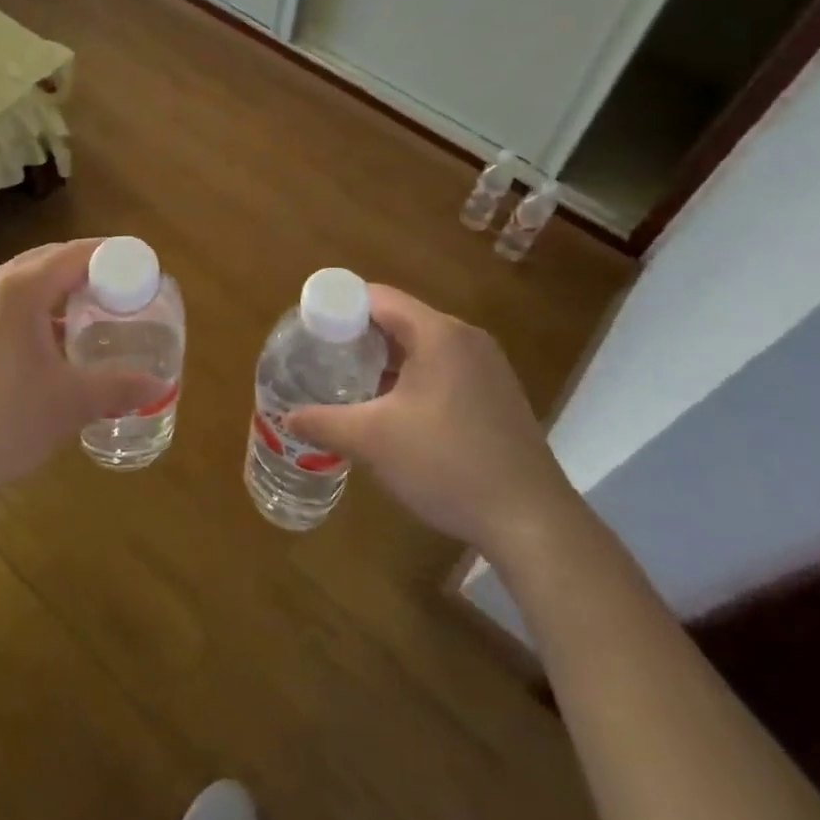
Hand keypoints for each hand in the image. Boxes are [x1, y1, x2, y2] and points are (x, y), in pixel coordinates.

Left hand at [0, 240, 168, 509]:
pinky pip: (4, 306)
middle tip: (123, 294)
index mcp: (20, 287)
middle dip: (89, 272)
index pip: (77, 253)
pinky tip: (47, 349)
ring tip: (90, 321)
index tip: (144, 269)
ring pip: (24, 284)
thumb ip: (118, 388)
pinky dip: (35, 313)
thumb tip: (160, 385)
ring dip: (59, 294)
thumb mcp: (68, 404)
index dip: (115, 256)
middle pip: (50, 261)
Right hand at [282, 285, 578, 556]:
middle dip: (360, 337)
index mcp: (438, 333)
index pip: (378, 298)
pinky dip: (413, 377)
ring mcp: (487, 367)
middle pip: (400, 319)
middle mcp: (466, 338)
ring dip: (386, 360)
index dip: (340, 309)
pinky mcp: (497, 395)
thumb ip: (325, 422)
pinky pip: (444, 368)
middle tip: (324, 360)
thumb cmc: (448, 464)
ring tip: (351, 384)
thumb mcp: (374, 441)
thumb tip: (288, 417)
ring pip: (423, 346)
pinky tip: (394, 411)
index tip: (311, 331)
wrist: (532, 520)